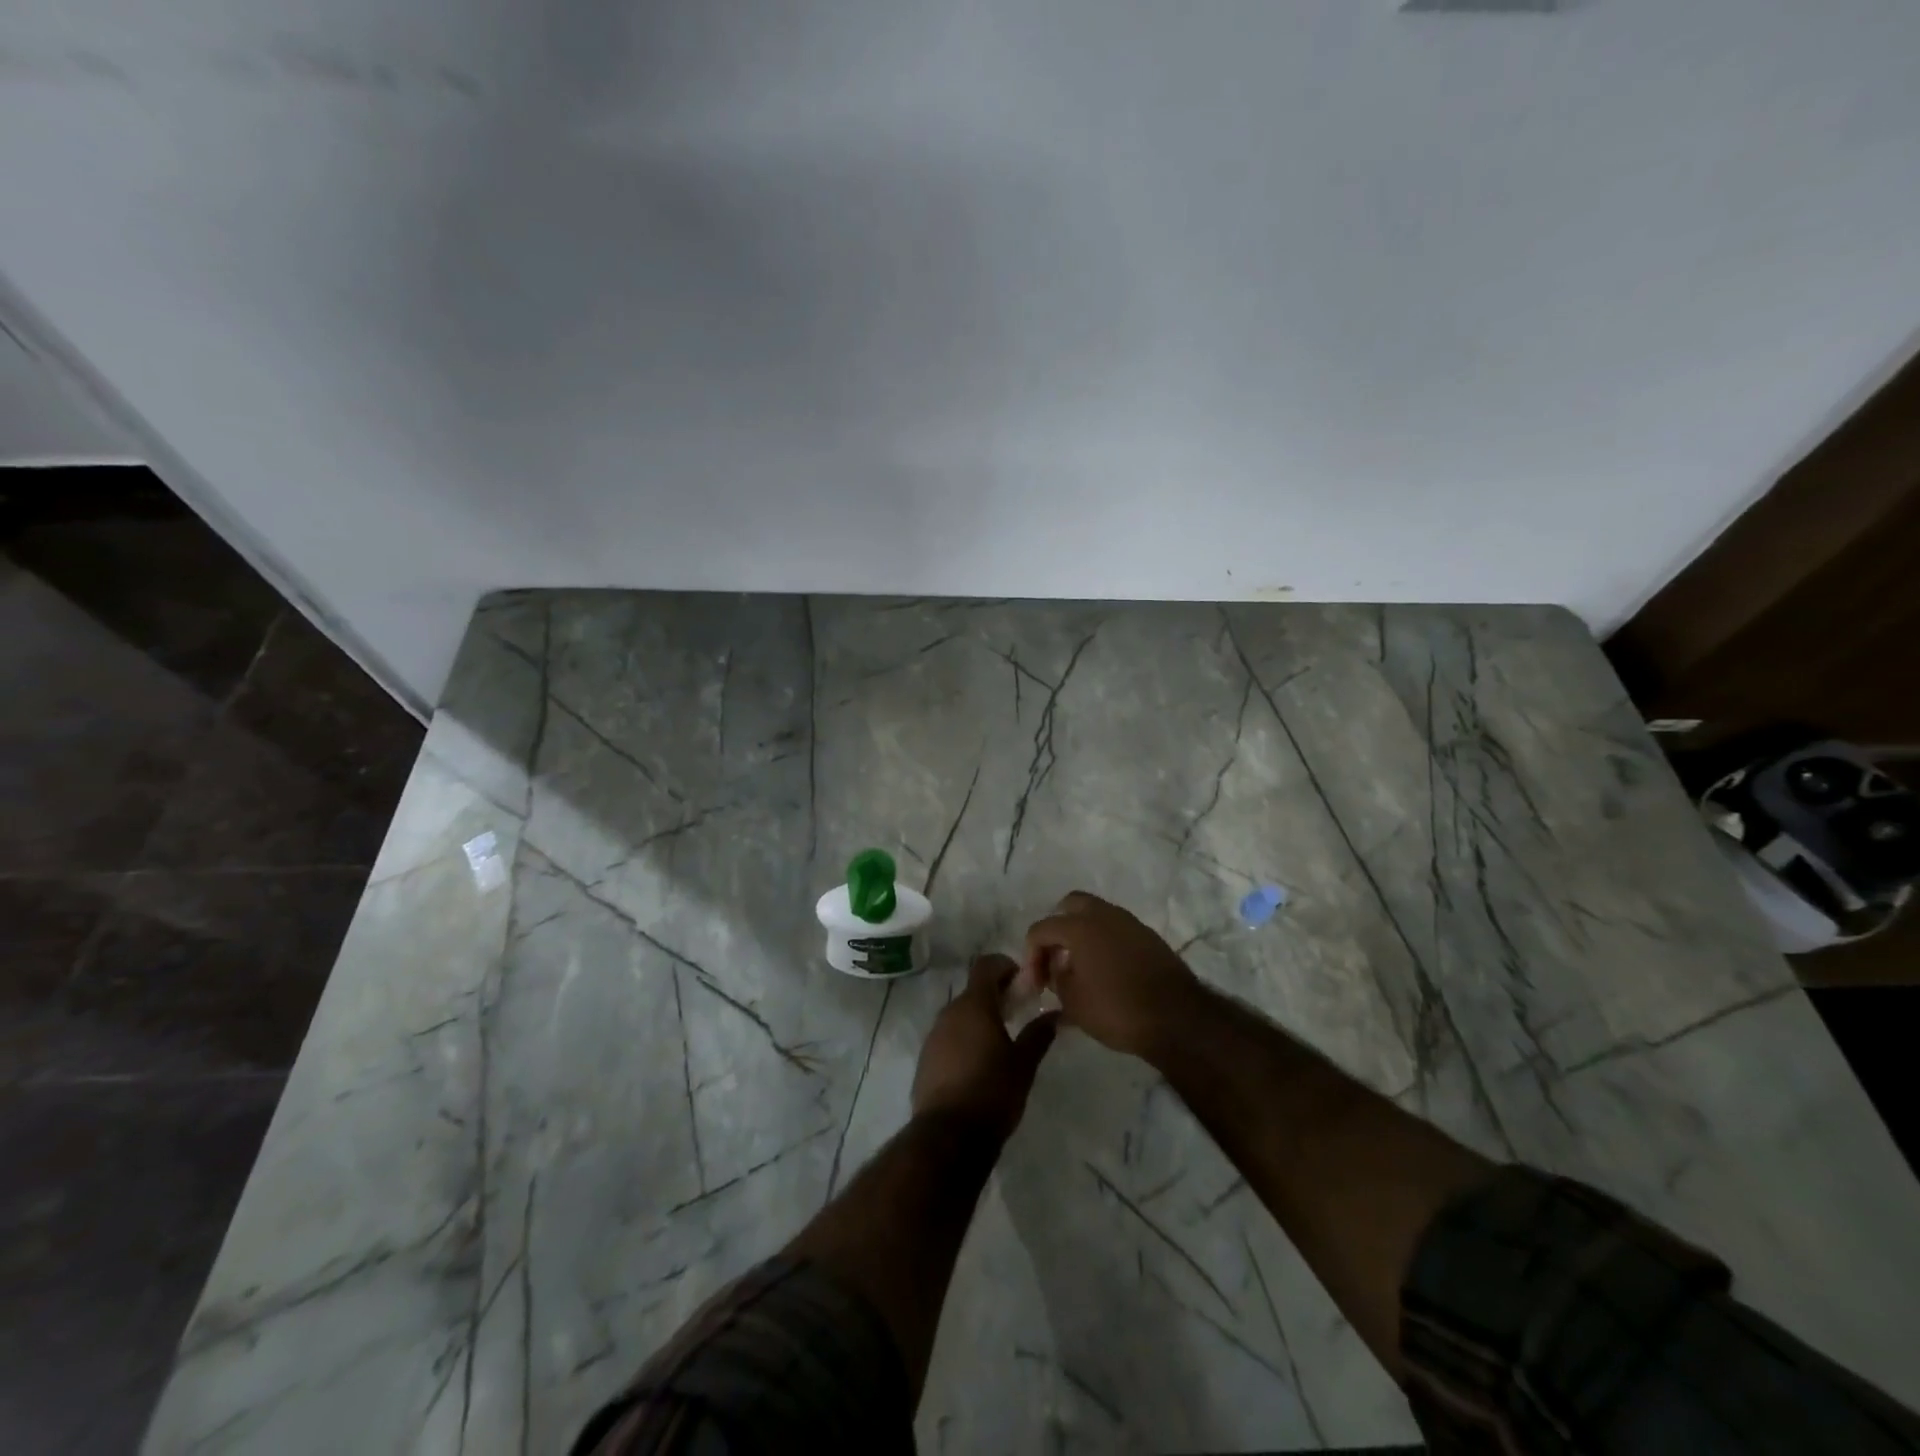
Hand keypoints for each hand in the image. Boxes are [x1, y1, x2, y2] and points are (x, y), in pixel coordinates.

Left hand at [911, 954, 1059, 1139]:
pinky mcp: (926, 1058)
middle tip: (1017, 1012)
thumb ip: (1039, 1034)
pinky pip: (948, 1036)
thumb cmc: (992, 1092)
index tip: (1023, 982)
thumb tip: (1055, 1014)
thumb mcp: (1024, 1064)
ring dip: (978, 1018)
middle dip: (995, 995)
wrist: (948, 1135)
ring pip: (959, 1014)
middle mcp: (949, 1012)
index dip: (1005, 966)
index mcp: (974, 1005)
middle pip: (973, 990)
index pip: (986, 965)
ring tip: (1000, 1040)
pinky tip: (978, 1063)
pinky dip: (964, 1038)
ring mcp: (934, 1035)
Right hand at [1022, 891, 1206, 1061]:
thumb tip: (1057, 969)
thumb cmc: (1117, 1009)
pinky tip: (1104, 972)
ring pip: (1096, 916)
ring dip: (1082, 935)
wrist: (1178, 1018)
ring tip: (1079, 969)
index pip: (1041, 929)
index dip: (1031, 956)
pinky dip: (1103, 943)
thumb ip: (1057, 979)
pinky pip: (1116, 930)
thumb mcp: (1073, 1002)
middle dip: (1057, 930)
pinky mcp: (1149, 937)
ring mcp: (1130, 923)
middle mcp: (1104, 915)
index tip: (1035, 985)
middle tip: (1055, 959)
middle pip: (1070, 906)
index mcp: (1079, 926)